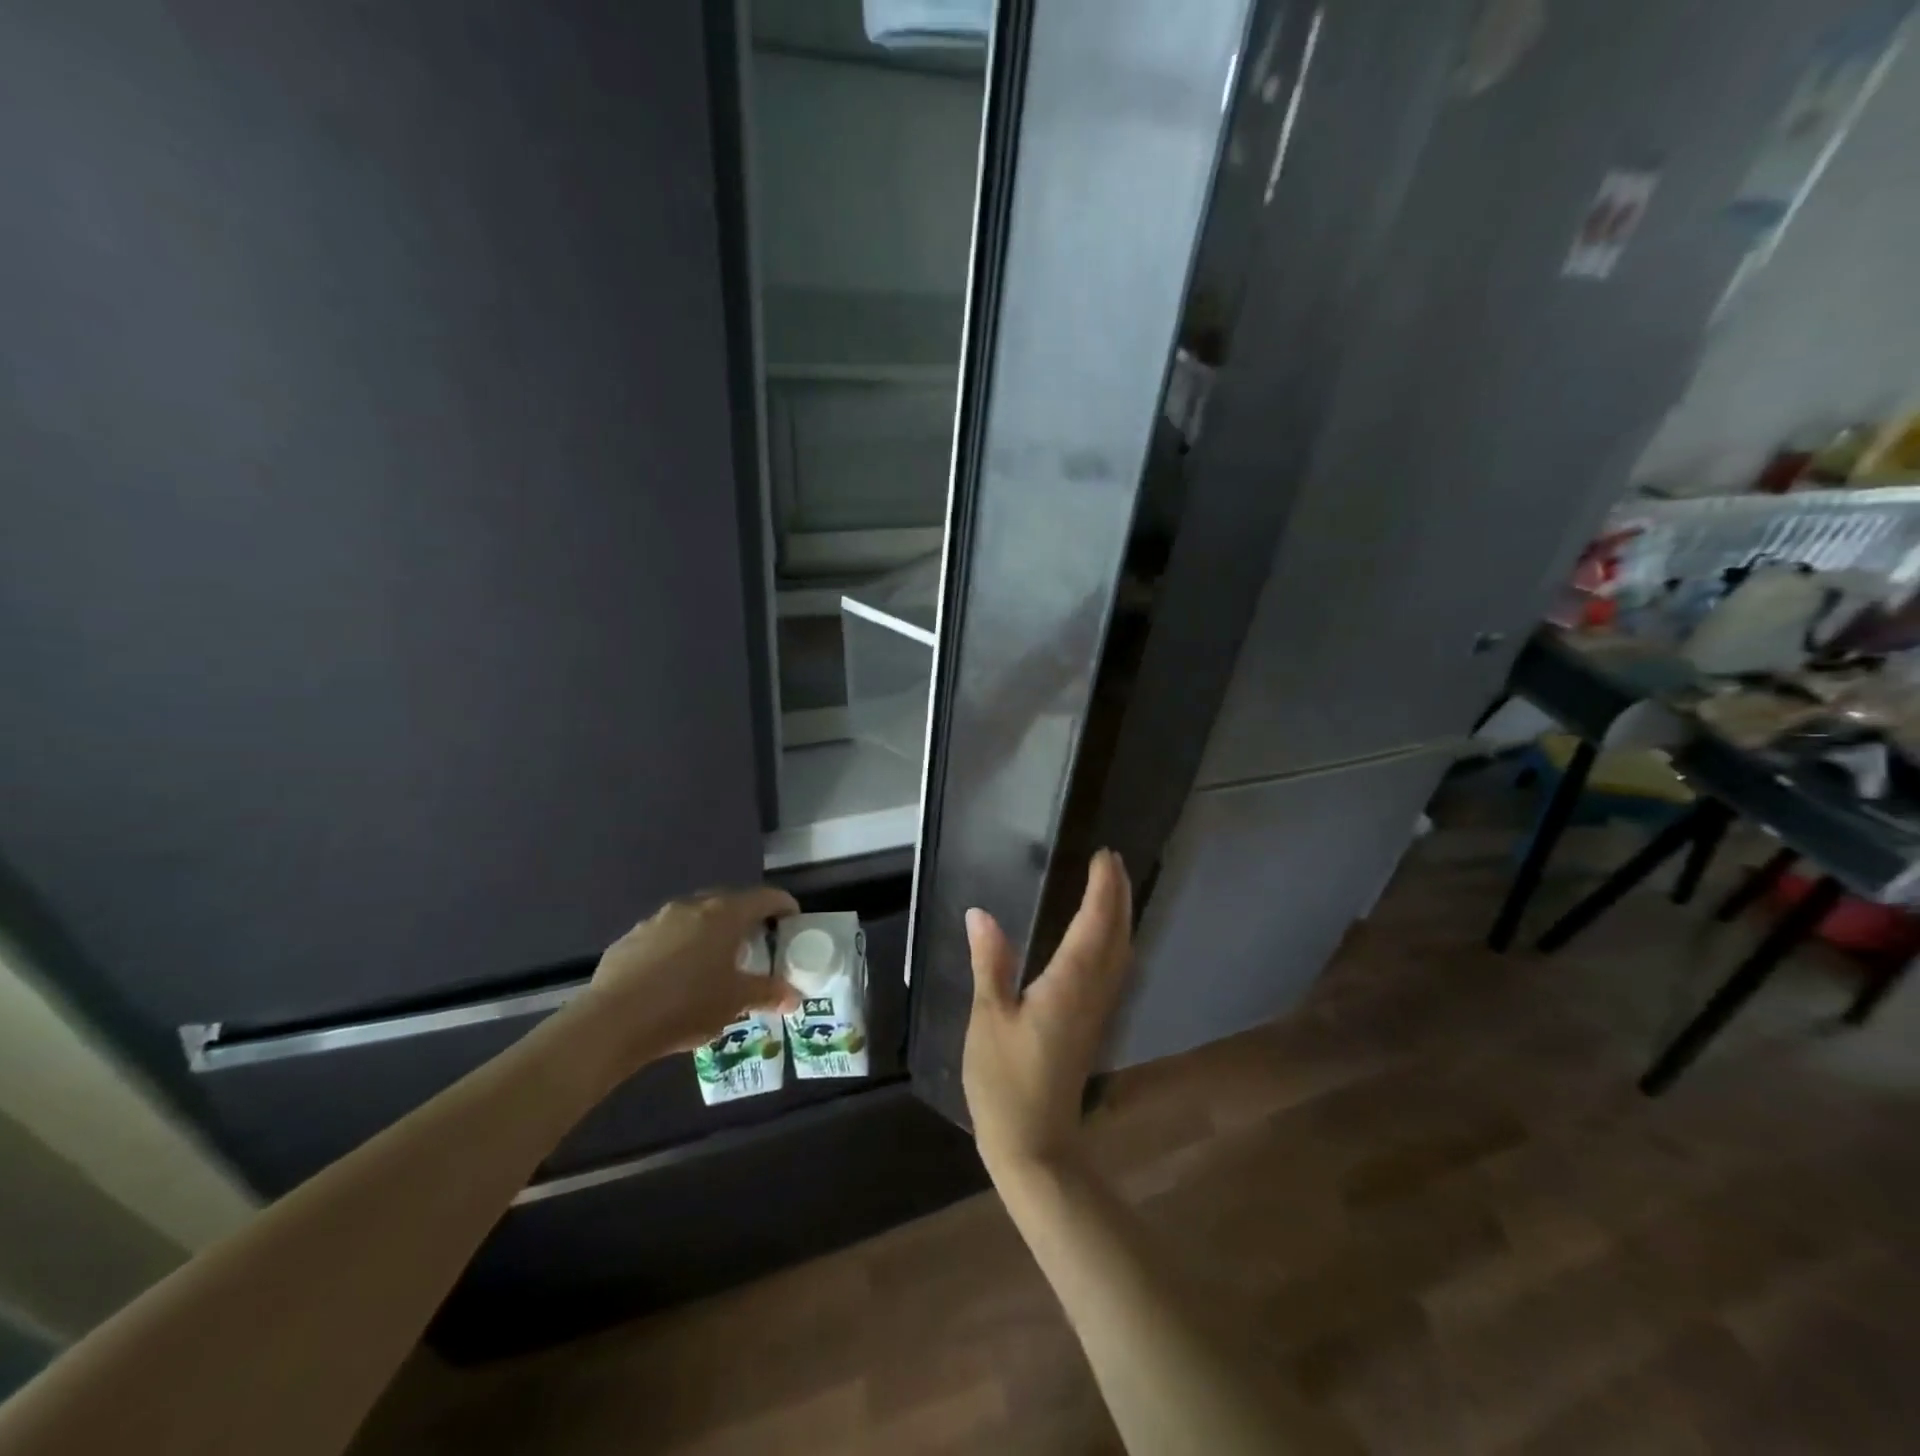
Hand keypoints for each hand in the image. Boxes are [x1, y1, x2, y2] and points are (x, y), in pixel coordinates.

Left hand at [572, 886, 801, 1070]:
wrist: (612, 1021)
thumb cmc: (687, 1004)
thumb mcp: (735, 1002)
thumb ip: (768, 993)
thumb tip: (794, 996)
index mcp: (725, 915)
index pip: (764, 898)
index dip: (783, 905)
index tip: (792, 918)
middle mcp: (693, 907)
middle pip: (728, 902)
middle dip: (745, 918)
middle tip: (755, 942)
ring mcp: (657, 920)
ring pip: (694, 917)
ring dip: (709, 931)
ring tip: (713, 960)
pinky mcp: (630, 938)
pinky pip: (665, 935)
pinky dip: (678, 946)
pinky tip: (675, 975)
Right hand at [963, 849, 1133, 1178]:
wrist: (1036, 1145)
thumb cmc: (1005, 1082)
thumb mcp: (988, 1019)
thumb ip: (990, 963)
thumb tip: (980, 914)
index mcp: (1068, 986)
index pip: (1094, 925)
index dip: (1102, 889)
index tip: (1104, 856)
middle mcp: (1092, 993)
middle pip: (1116, 936)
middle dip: (1118, 896)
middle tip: (1111, 861)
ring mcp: (1097, 1011)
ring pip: (1120, 954)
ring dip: (1120, 917)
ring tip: (1112, 888)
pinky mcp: (1093, 1025)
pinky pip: (1114, 971)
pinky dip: (1114, 942)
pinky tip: (1104, 939)